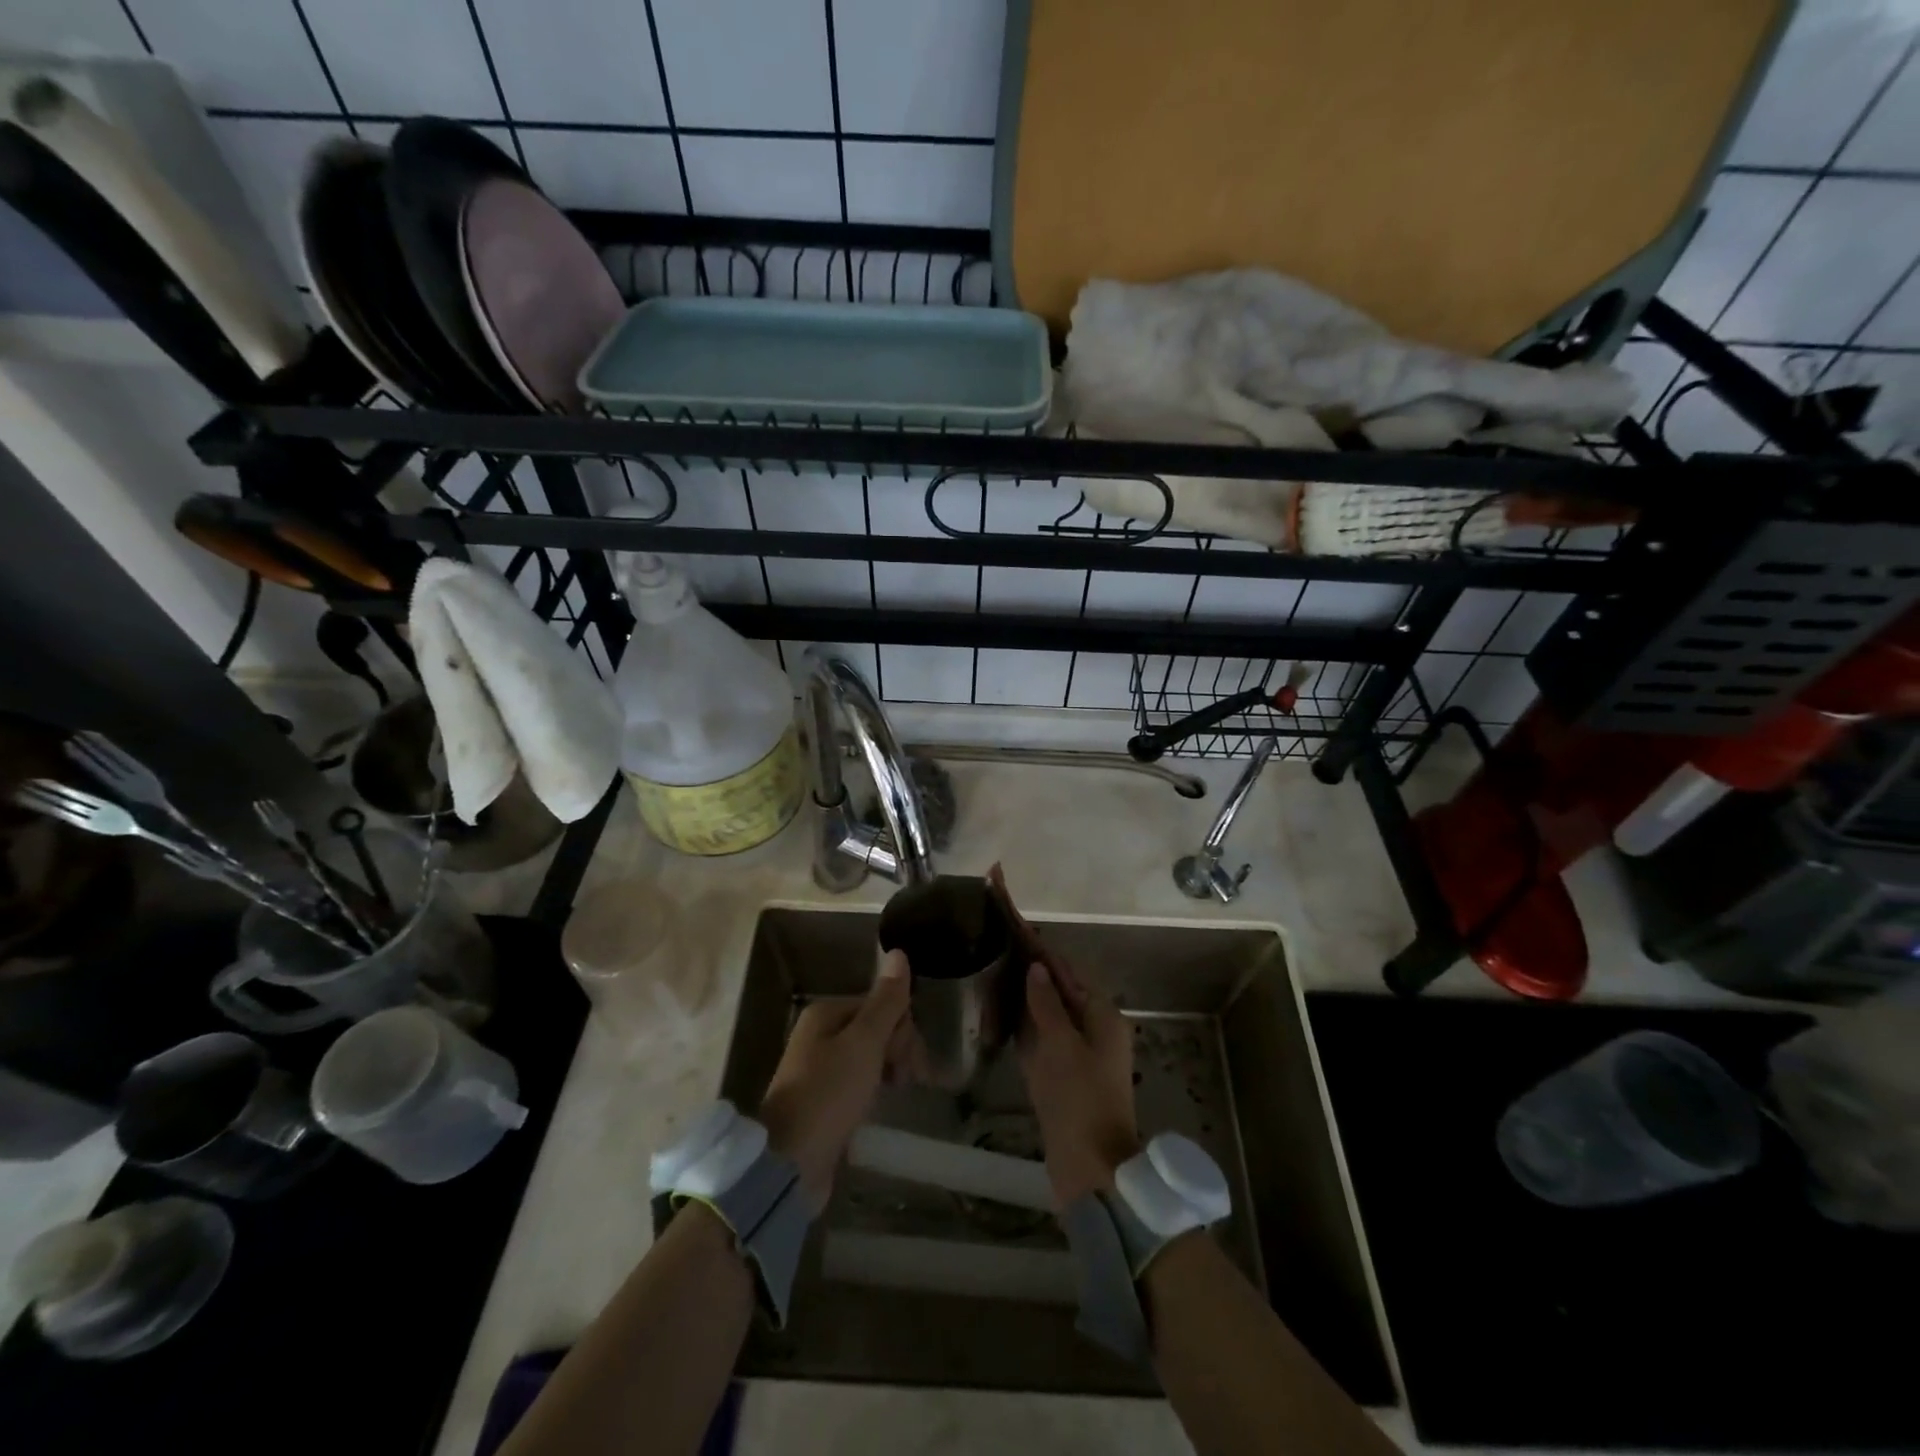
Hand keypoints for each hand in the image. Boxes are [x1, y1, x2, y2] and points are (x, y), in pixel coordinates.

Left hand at [758, 949, 913, 1207]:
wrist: (789, 1164)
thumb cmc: (829, 1095)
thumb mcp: (864, 1043)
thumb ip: (885, 1001)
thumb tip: (899, 953)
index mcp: (826, 1013)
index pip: (880, 1004)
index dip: (902, 1030)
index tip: (912, 1062)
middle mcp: (819, 1035)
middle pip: (875, 1028)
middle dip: (899, 1050)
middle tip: (908, 1081)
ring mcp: (819, 1069)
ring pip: (870, 1057)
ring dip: (890, 1070)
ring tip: (899, 1095)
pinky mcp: (823, 1102)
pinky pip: (859, 1083)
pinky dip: (874, 1090)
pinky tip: (881, 1107)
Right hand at [1018, 959, 1139, 1208]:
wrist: (1091, 1170)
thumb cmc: (1080, 1100)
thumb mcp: (1061, 1046)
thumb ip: (1047, 1004)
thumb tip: (1036, 967)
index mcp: (1102, 1016)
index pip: (1067, 970)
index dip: (1040, 947)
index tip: (1015, 923)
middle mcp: (1092, 1029)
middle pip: (1058, 989)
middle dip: (1030, 967)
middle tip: (997, 942)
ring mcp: (1076, 1054)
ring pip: (1047, 1013)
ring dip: (1024, 993)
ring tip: (993, 968)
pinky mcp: (1061, 1076)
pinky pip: (1040, 1039)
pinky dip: (1022, 1023)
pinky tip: (999, 1011)